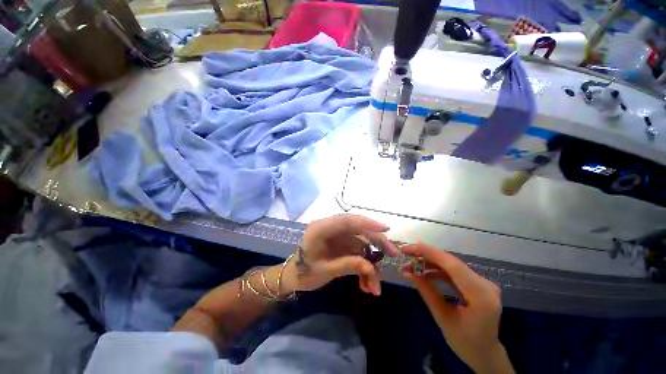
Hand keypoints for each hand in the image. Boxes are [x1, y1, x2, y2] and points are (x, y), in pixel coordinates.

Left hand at [280, 214, 398, 295]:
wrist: (293, 277)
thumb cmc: (303, 273)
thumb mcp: (325, 271)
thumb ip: (348, 265)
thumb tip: (372, 267)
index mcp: (321, 228)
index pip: (347, 220)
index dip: (367, 223)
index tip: (385, 229)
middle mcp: (331, 228)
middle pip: (358, 229)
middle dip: (377, 242)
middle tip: (393, 253)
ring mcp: (338, 236)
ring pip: (361, 242)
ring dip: (370, 262)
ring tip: (375, 286)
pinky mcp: (342, 244)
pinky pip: (358, 252)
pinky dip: (364, 266)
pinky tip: (366, 284)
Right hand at [401, 244, 513, 373]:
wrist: (485, 352)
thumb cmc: (465, 342)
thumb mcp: (442, 318)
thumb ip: (426, 292)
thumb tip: (407, 272)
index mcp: (481, 296)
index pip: (453, 266)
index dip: (429, 253)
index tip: (408, 248)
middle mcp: (486, 284)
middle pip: (451, 262)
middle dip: (426, 255)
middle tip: (406, 253)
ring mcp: (483, 282)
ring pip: (451, 264)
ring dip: (430, 262)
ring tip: (411, 264)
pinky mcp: (477, 282)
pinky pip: (454, 271)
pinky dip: (437, 269)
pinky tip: (424, 271)